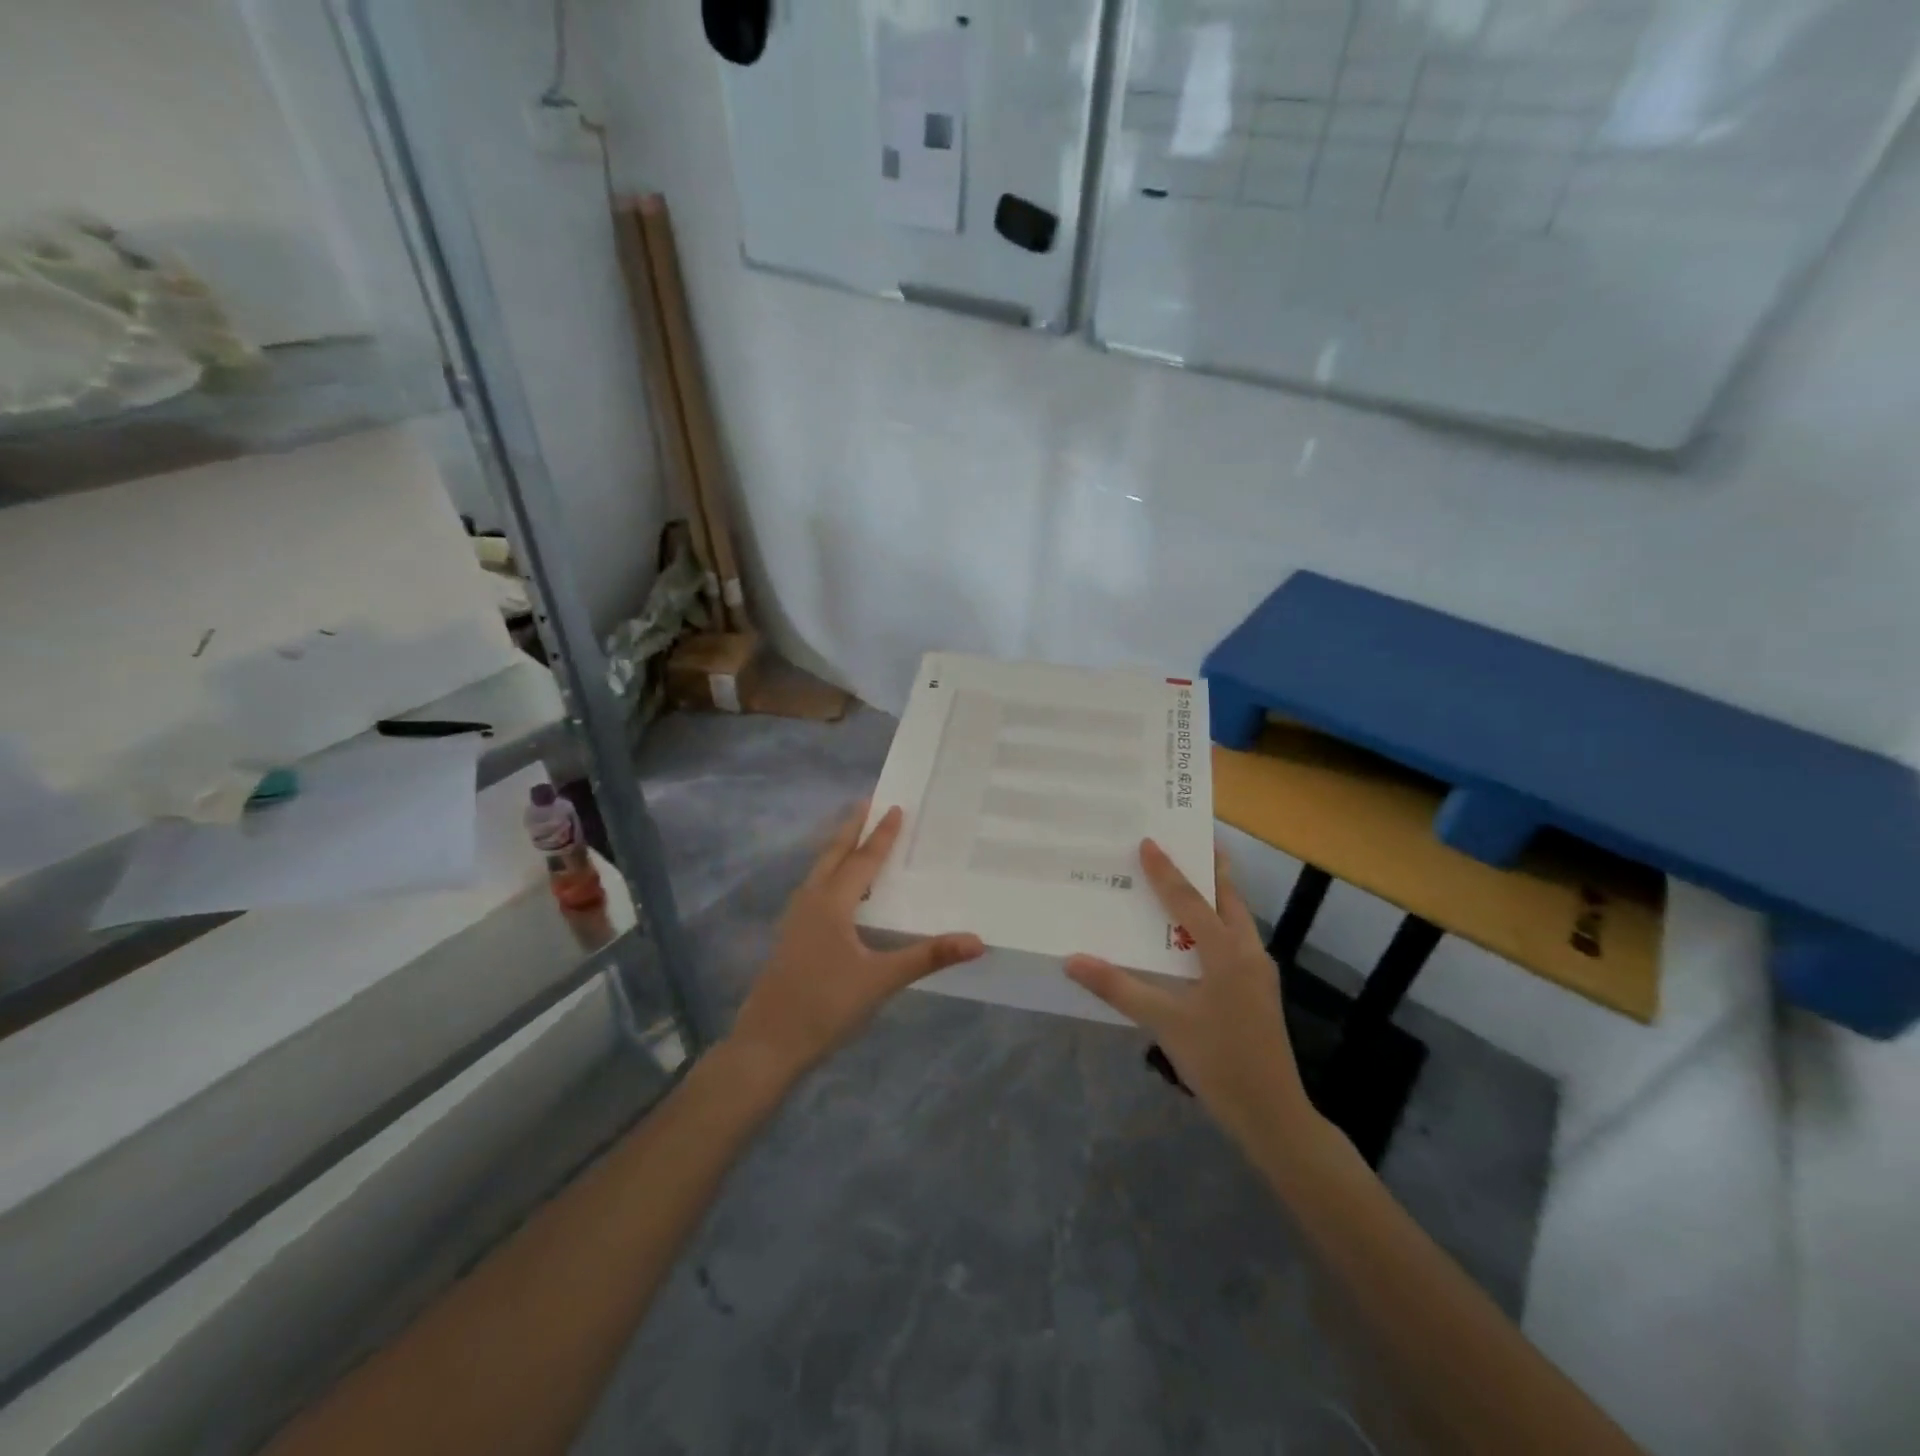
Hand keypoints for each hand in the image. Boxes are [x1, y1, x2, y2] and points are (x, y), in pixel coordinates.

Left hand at [726, 803, 985, 1091]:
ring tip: (854, 839)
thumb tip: (977, 940)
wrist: (767, 1044)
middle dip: (851, 829)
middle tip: (865, 803)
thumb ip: (927, 956)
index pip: (862, 860)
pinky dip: (830, 876)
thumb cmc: (825, 1007)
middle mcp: (810, 902)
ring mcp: (795, 920)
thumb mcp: (881, 981)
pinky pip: (814, 891)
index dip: (881, 835)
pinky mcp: (790, 939)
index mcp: (831, 904)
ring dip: (837, 851)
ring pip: (819, 872)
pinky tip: (839, 894)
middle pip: (832, 855)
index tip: (895, 807)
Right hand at [1066, 840, 1314, 1151]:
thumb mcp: (1164, 1023)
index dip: (1166, 871)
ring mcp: (1258, 972)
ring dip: (1215, 893)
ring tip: (1191, 877)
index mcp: (1227, 953)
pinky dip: (1217, 922)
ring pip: (1236, 918)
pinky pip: (1235, 939)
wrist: (1273, 1115)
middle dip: (1210, 867)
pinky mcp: (1258, 990)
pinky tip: (1197, 935)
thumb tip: (1072, 959)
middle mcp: (1248, 952)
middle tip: (1189, 840)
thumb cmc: (1219, 1062)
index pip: (1190, 901)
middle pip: (1228, 897)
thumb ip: (1119, 988)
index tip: (1148, 841)